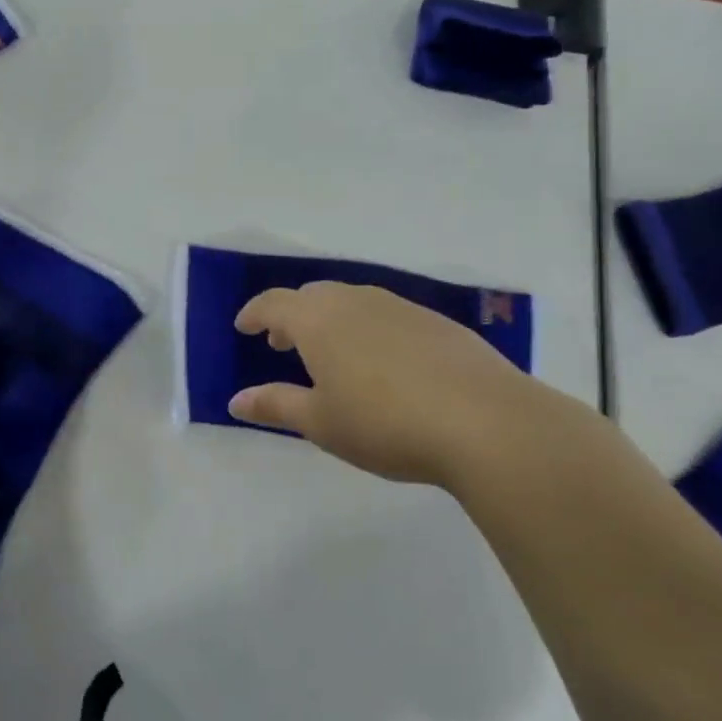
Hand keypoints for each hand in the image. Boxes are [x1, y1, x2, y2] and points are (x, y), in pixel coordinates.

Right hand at [229, 282, 558, 489]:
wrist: (485, 422)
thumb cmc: (385, 424)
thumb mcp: (321, 423)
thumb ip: (275, 406)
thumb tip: (236, 400)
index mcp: (319, 321)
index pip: (274, 304)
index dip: (254, 313)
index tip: (243, 327)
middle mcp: (356, 301)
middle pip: (313, 296)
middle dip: (291, 316)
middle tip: (283, 345)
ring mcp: (401, 307)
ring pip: (352, 301)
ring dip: (330, 320)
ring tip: (331, 354)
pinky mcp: (437, 322)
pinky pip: (386, 314)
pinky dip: (368, 328)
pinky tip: (383, 364)